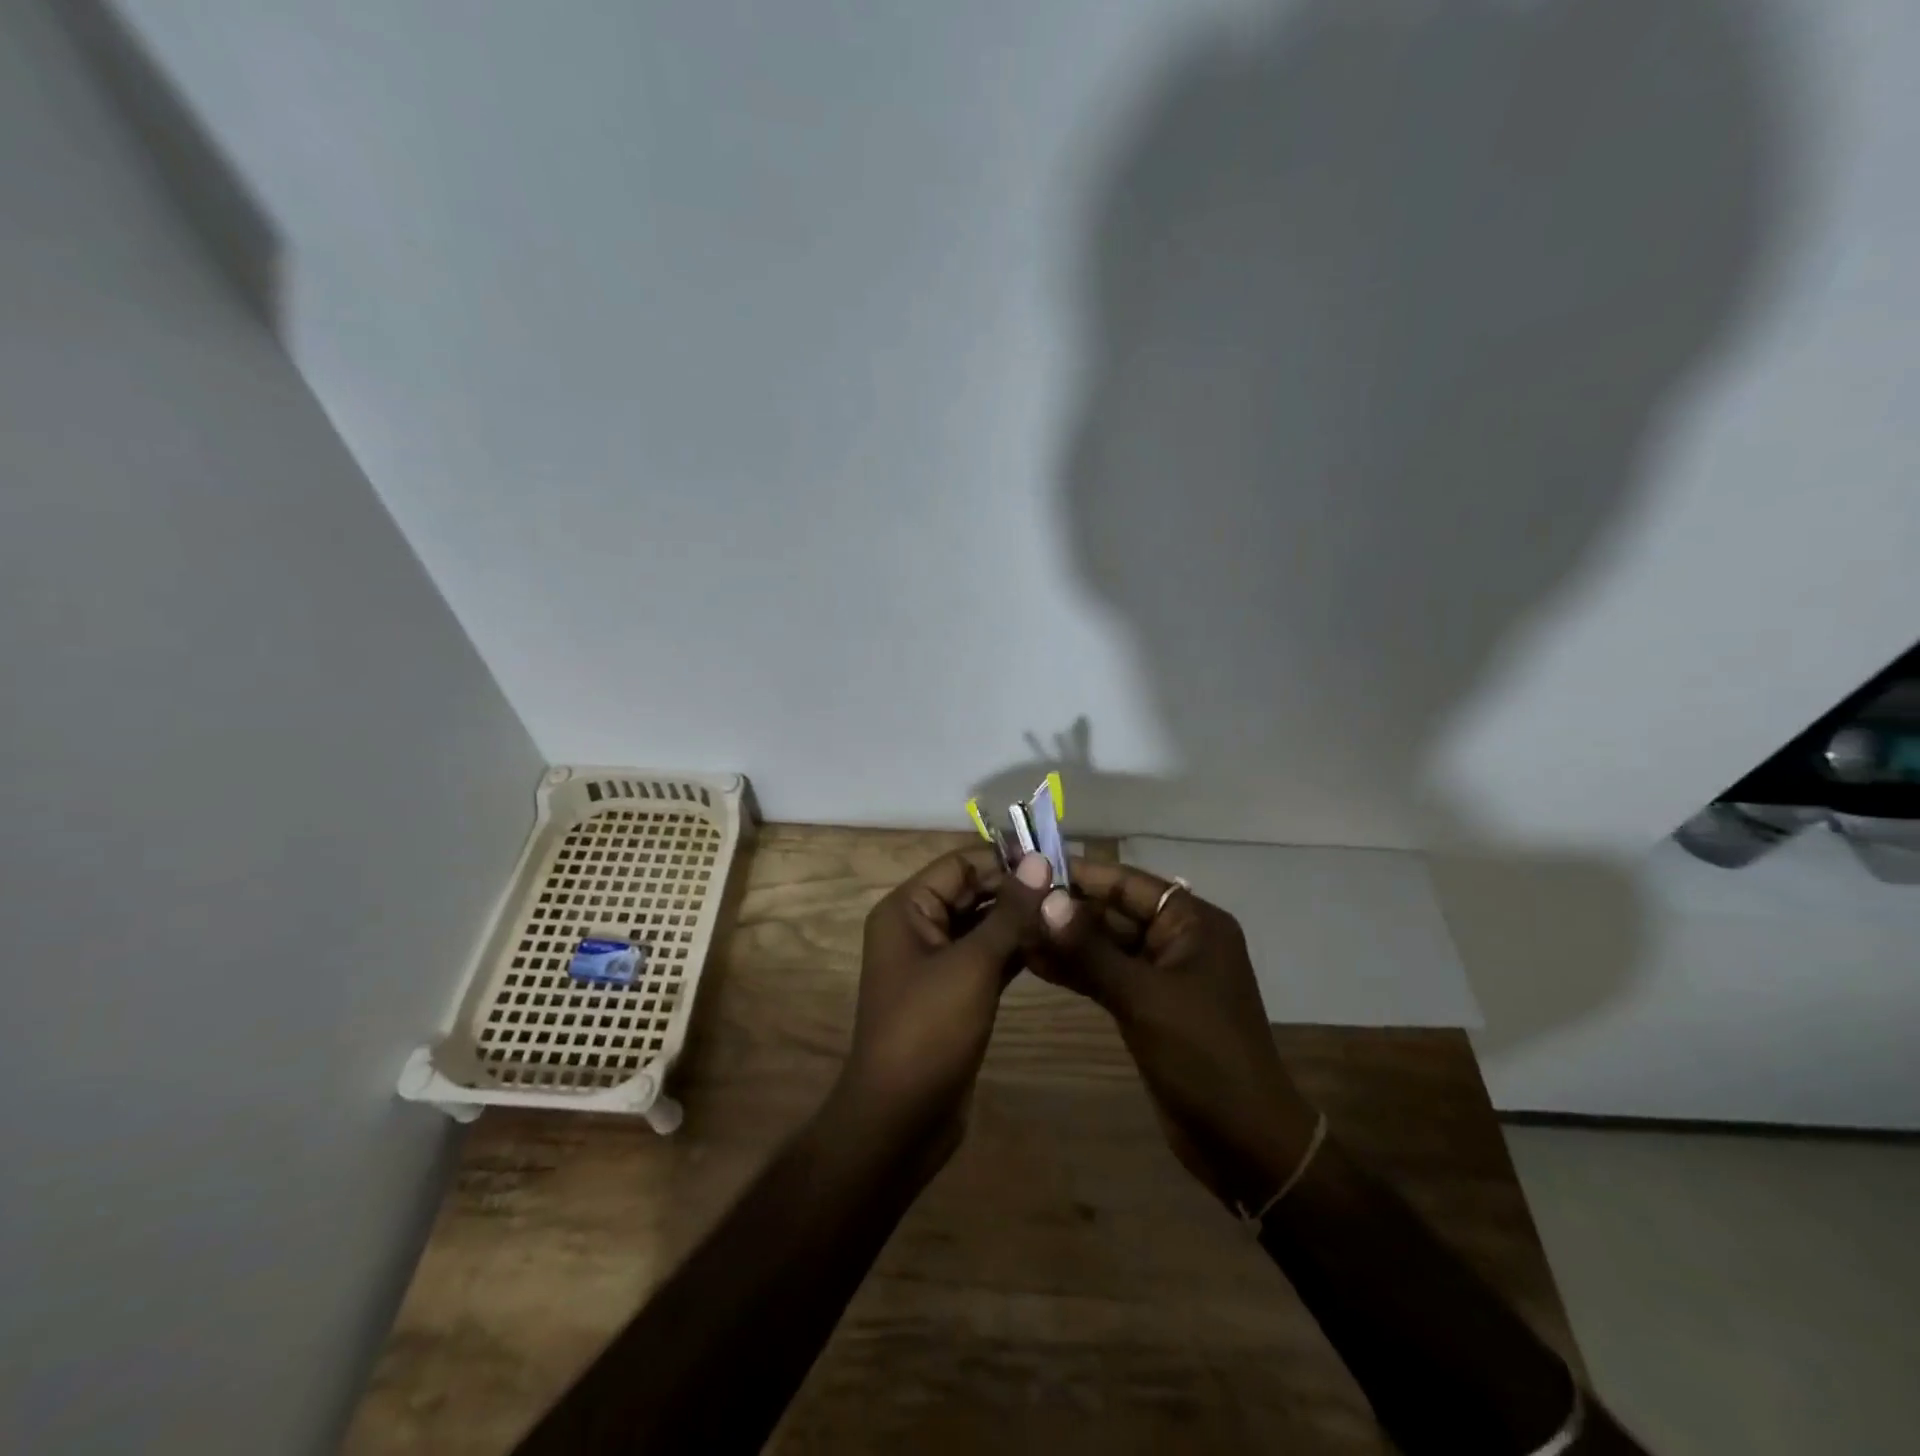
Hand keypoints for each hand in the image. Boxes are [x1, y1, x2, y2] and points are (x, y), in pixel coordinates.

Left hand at [832, 848, 1054, 1150]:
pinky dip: (1015, 951)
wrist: (901, 1118)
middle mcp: (918, 927)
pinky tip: (1053, 947)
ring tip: (1069, 915)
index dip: (1005, 861)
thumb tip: (1039, 859)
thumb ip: (1009, 912)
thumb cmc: (929, 1029)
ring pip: (983, 926)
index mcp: (907, 909)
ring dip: (1020, 921)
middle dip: (1017, 891)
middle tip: (1071, 891)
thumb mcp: (973, 964)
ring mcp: (935, 962)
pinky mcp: (954, 992)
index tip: (1056, 863)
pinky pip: (987, 957)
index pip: (960, 865)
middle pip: (972, 892)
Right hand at [1033, 862, 1318, 1208]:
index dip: (1080, 873)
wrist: (1243, 1141)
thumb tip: (1044, 899)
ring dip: (1066, 941)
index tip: (1031, 867)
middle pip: (1114, 912)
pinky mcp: (1149, 1006)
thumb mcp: (1142, 997)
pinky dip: (1076, 970)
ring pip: (1106, 945)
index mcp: (1193, 922)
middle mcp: (1179, 939)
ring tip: (1013, 931)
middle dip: (1066, 910)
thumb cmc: (1202, 1056)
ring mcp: (1163, 974)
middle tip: (1012, 904)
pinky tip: (1035, 964)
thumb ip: (1090, 949)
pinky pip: (1107, 975)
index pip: (1128, 883)